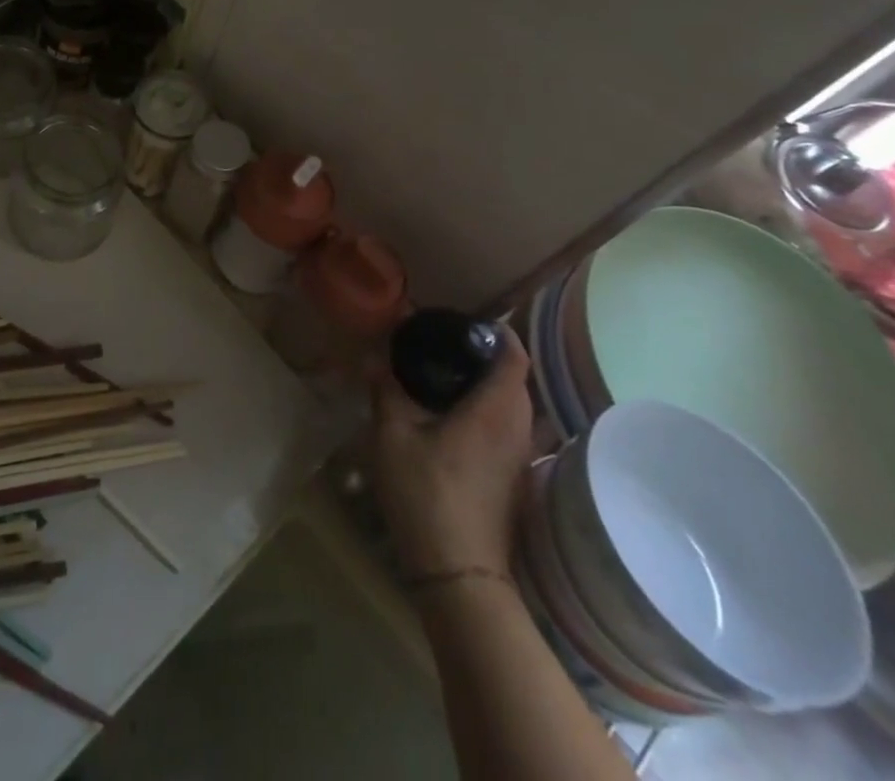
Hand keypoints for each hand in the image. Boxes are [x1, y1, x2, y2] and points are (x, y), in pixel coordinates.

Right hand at [370, 327, 533, 579]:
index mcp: (495, 410)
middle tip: (444, 344)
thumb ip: (386, 390)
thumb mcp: (393, 435)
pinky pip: (507, 428)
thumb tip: (375, 358)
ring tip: (444, 376)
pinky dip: (487, 411)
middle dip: (486, 357)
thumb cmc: (426, 494)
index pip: (514, 356)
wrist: (458, 573)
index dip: (497, 333)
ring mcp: (519, 458)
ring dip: (487, 386)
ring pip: (513, 406)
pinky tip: (450, 417)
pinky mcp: (513, 479)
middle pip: (516, 379)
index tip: (466, 321)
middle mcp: (518, 429)